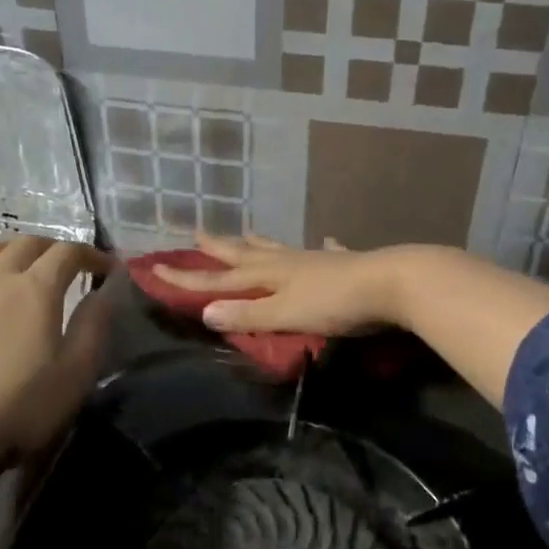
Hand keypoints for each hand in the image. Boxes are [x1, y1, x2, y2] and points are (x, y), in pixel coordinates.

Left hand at [0, 235, 112, 491]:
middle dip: (52, 247)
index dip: (92, 254)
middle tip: (67, 265)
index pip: (68, 252)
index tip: (108, 269)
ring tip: (19, 268)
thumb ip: (93, 327)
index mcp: (36, 289)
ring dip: (9, 251)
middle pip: (26, 244)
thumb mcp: (75, 374)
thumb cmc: (16, 407)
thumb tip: (104, 292)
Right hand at [150, 233, 410, 336]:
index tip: (155, 269)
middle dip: (219, 248)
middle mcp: (287, 261)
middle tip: (198, 233)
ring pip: (279, 248)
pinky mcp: (344, 263)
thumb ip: (248, 315)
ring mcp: (316, 259)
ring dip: (259, 243)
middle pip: (245, 254)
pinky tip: (328, 240)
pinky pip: (326, 251)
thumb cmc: (335, 303)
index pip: (218, 280)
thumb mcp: (285, 314)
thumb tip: (204, 312)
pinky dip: (322, 246)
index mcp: (269, 275)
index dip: (187, 278)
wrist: (392, 283)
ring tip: (246, 233)